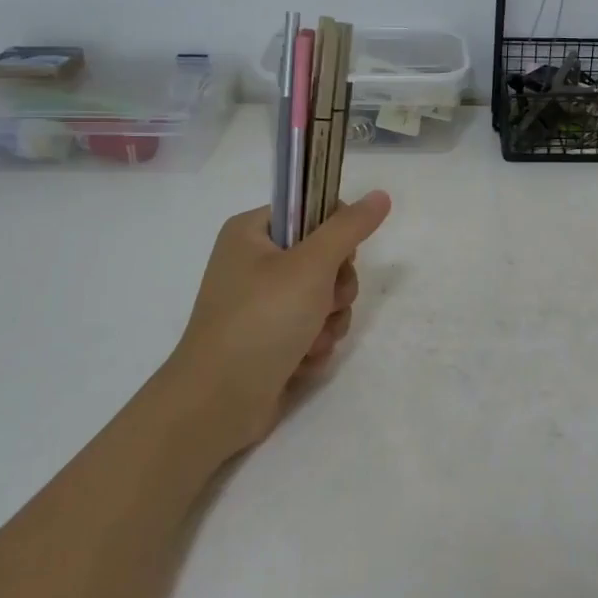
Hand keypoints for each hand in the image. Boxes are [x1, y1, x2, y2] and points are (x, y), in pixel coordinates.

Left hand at [167, 191, 391, 455]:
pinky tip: (300, 364)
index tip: (341, 257)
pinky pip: (311, 331)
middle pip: (325, 259)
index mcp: (251, 233)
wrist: (217, 404)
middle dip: (335, 290)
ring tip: (309, 342)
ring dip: (328, 323)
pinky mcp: (269, 341)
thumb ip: (349, 228)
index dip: (335, 234)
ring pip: (324, 299)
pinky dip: (313, 347)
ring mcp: (261, 305)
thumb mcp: (311, 265)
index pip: (311, 212)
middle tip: (324, 305)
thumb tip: (381, 194)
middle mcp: (253, 264)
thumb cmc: (261, 320)